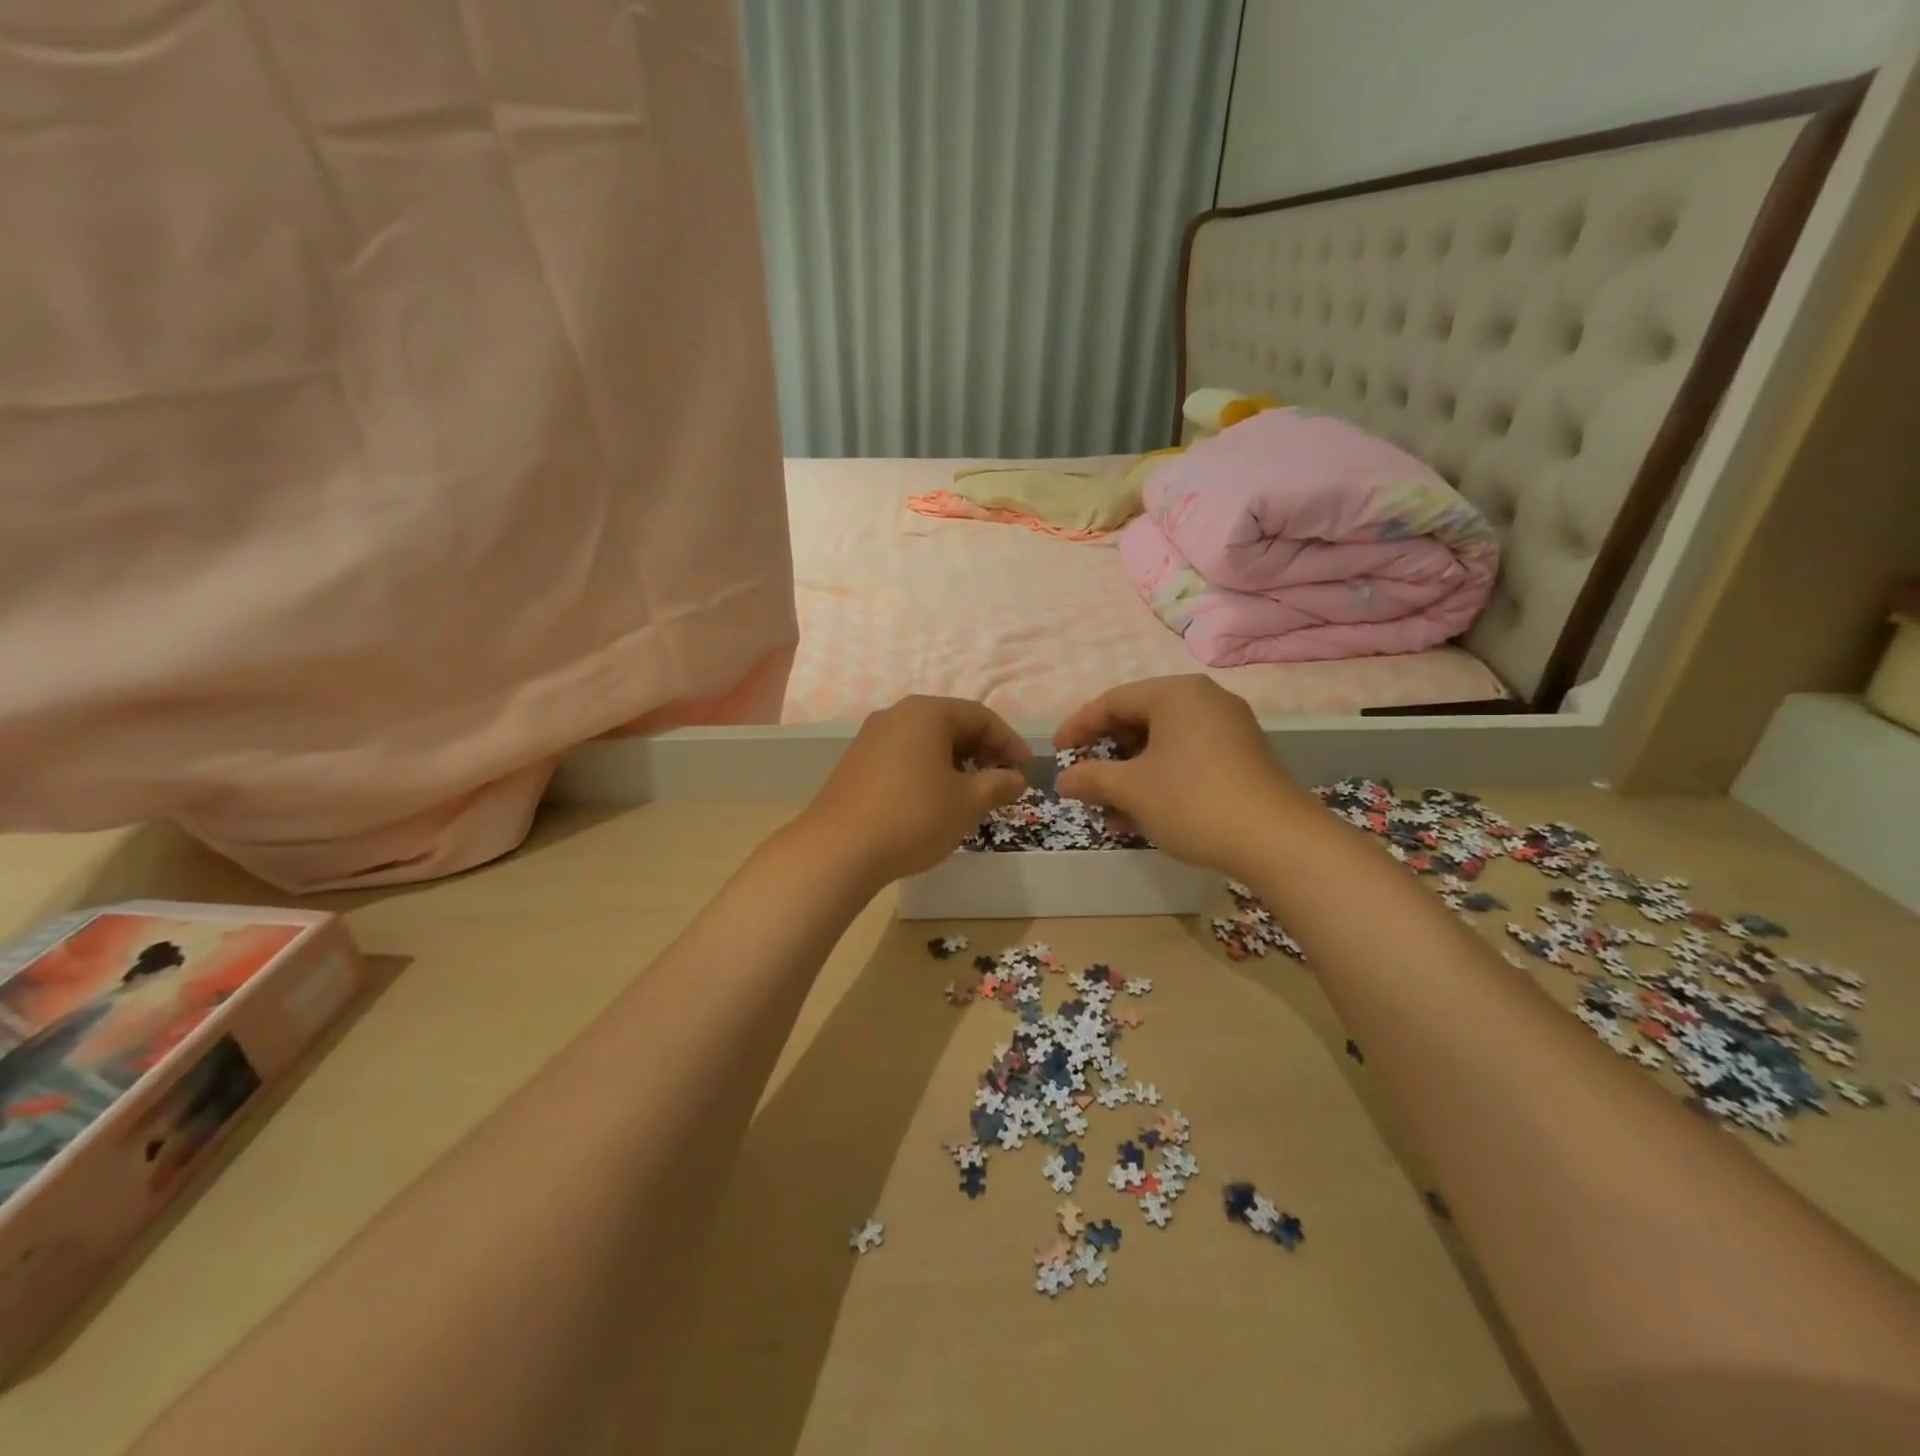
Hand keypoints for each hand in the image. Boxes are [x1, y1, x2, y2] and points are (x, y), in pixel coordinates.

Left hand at [799, 695, 1031, 883]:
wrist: (838, 850)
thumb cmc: (913, 817)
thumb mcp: (967, 803)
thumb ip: (999, 785)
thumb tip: (1017, 778)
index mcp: (926, 713)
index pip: (980, 716)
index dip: (1009, 742)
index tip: (1027, 771)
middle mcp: (896, 715)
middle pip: (952, 724)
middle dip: (983, 752)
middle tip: (1002, 782)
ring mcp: (872, 738)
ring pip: (928, 742)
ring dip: (957, 763)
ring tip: (972, 795)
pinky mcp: (857, 762)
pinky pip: (905, 756)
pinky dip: (929, 771)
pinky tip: (935, 801)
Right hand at [1053, 676, 1316, 873]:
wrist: (1277, 841)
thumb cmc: (1193, 801)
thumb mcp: (1132, 789)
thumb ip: (1091, 778)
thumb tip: (1063, 780)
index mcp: (1176, 693)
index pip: (1113, 701)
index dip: (1079, 727)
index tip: (1056, 753)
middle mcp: (1204, 700)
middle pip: (1139, 720)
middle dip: (1106, 754)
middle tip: (1083, 779)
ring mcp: (1228, 728)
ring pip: (1162, 744)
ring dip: (1130, 774)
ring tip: (1108, 809)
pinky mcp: (1241, 757)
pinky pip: (1186, 758)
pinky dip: (1159, 780)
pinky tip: (1141, 815)